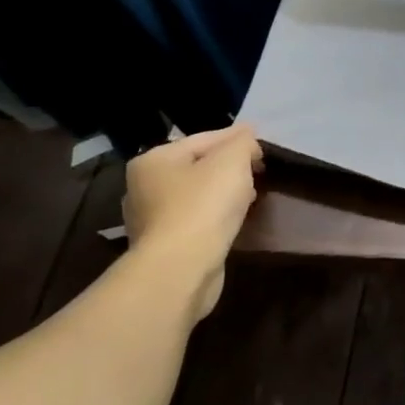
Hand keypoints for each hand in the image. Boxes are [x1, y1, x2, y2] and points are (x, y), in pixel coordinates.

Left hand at [122, 125, 263, 319]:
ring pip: (196, 194)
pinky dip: (214, 214)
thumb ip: (242, 143)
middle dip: (229, 166)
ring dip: (222, 192)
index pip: (203, 139)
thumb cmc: (204, 205)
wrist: (181, 267)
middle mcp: (143, 186)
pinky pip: (194, 219)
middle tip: (258, 169)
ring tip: (250, 195)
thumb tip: (247, 137)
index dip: (236, 139)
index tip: (262, 144)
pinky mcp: (161, 245)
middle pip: (197, 166)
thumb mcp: (232, 161)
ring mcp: (149, 219)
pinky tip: (233, 218)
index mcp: (154, 160)